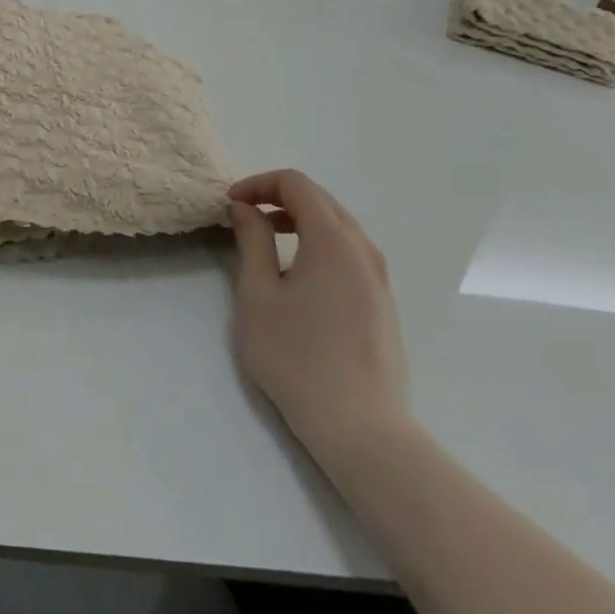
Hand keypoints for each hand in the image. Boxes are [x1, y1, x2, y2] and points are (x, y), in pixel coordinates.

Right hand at [227, 169, 411, 460]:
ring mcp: (380, 279)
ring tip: (268, 243)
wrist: (361, 430)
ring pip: (339, 226)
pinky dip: (320, 244)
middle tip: (244, 216)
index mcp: (333, 241)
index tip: (231, 205)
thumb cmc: (297, 357)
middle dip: (279, 198)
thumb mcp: (257, 294)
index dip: (258, 184)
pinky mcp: (384, 304)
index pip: (296, 184)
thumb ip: (252, 241)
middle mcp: (363, 250)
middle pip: (321, 200)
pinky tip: (299, 276)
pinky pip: (351, 253)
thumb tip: (246, 208)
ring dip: (301, 220)